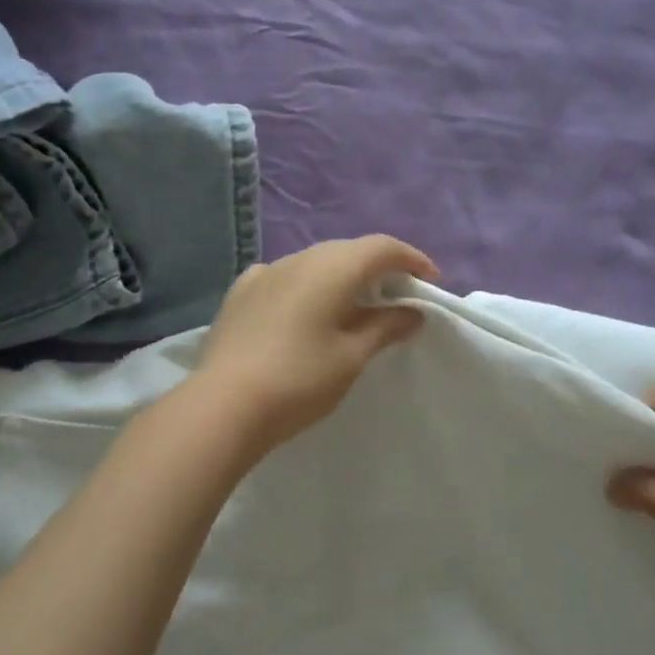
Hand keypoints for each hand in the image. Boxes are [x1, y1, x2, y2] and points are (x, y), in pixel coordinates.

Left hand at [194, 234, 439, 456]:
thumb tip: (412, 312)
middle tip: (399, 296)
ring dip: (342, 275)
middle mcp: (298, 258)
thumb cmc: (299, 380)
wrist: (223, 406)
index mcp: (332, 267)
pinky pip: (285, 276)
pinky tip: (305, 307)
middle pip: (349, 250)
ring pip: (315, 261)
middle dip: (379, 268)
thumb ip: (385, 327)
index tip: (431, 282)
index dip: (412, 260)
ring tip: (356, 304)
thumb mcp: (352, 356)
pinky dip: (307, 284)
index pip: (382, 247)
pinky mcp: (241, 292)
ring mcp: (265, 272)